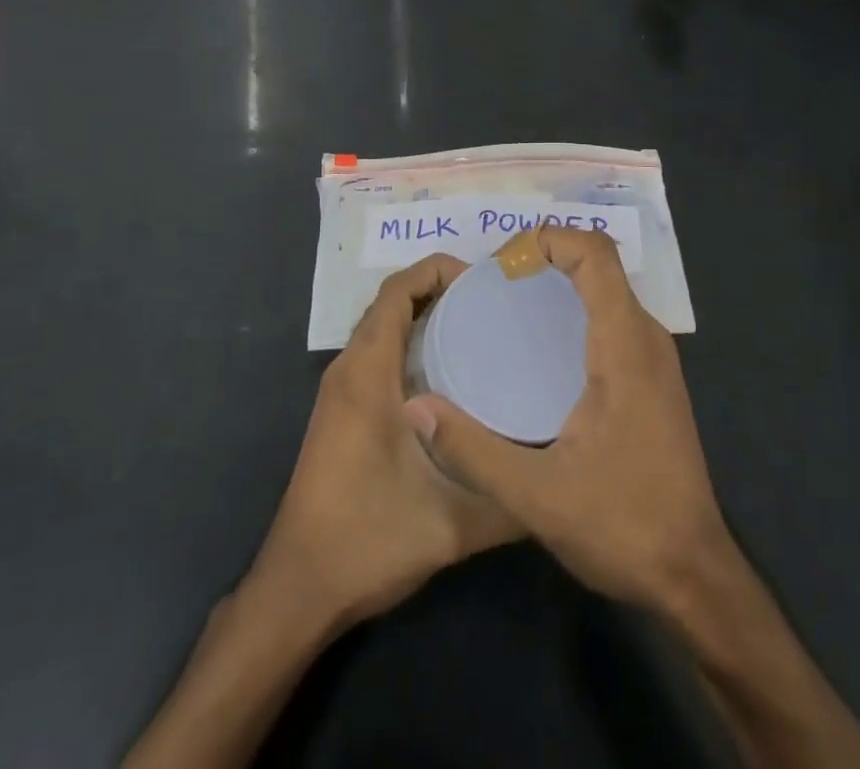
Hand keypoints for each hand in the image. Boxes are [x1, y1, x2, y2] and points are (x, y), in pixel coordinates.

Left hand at [248, 255, 520, 630]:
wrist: (299, 590)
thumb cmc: (367, 540)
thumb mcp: (450, 524)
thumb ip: (509, 501)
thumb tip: (560, 474)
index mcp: (367, 374)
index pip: (396, 291)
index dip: (436, 269)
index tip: (484, 279)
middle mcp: (348, 370)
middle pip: (391, 302)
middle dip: (439, 288)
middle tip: (495, 302)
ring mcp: (340, 392)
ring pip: (383, 328)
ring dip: (425, 316)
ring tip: (481, 326)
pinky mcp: (342, 412)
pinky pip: (378, 354)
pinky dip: (411, 343)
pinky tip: (451, 372)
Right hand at [404, 227, 734, 617]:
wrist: (694, 576)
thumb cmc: (624, 525)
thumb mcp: (537, 495)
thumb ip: (473, 449)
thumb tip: (416, 407)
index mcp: (624, 345)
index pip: (595, 253)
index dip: (548, 239)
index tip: (503, 265)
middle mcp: (646, 338)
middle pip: (600, 264)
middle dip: (547, 257)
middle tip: (495, 286)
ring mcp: (655, 359)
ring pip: (609, 290)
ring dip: (563, 282)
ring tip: (510, 307)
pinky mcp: (654, 380)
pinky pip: (615, 317)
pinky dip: (578, 309)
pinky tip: (542, 349)